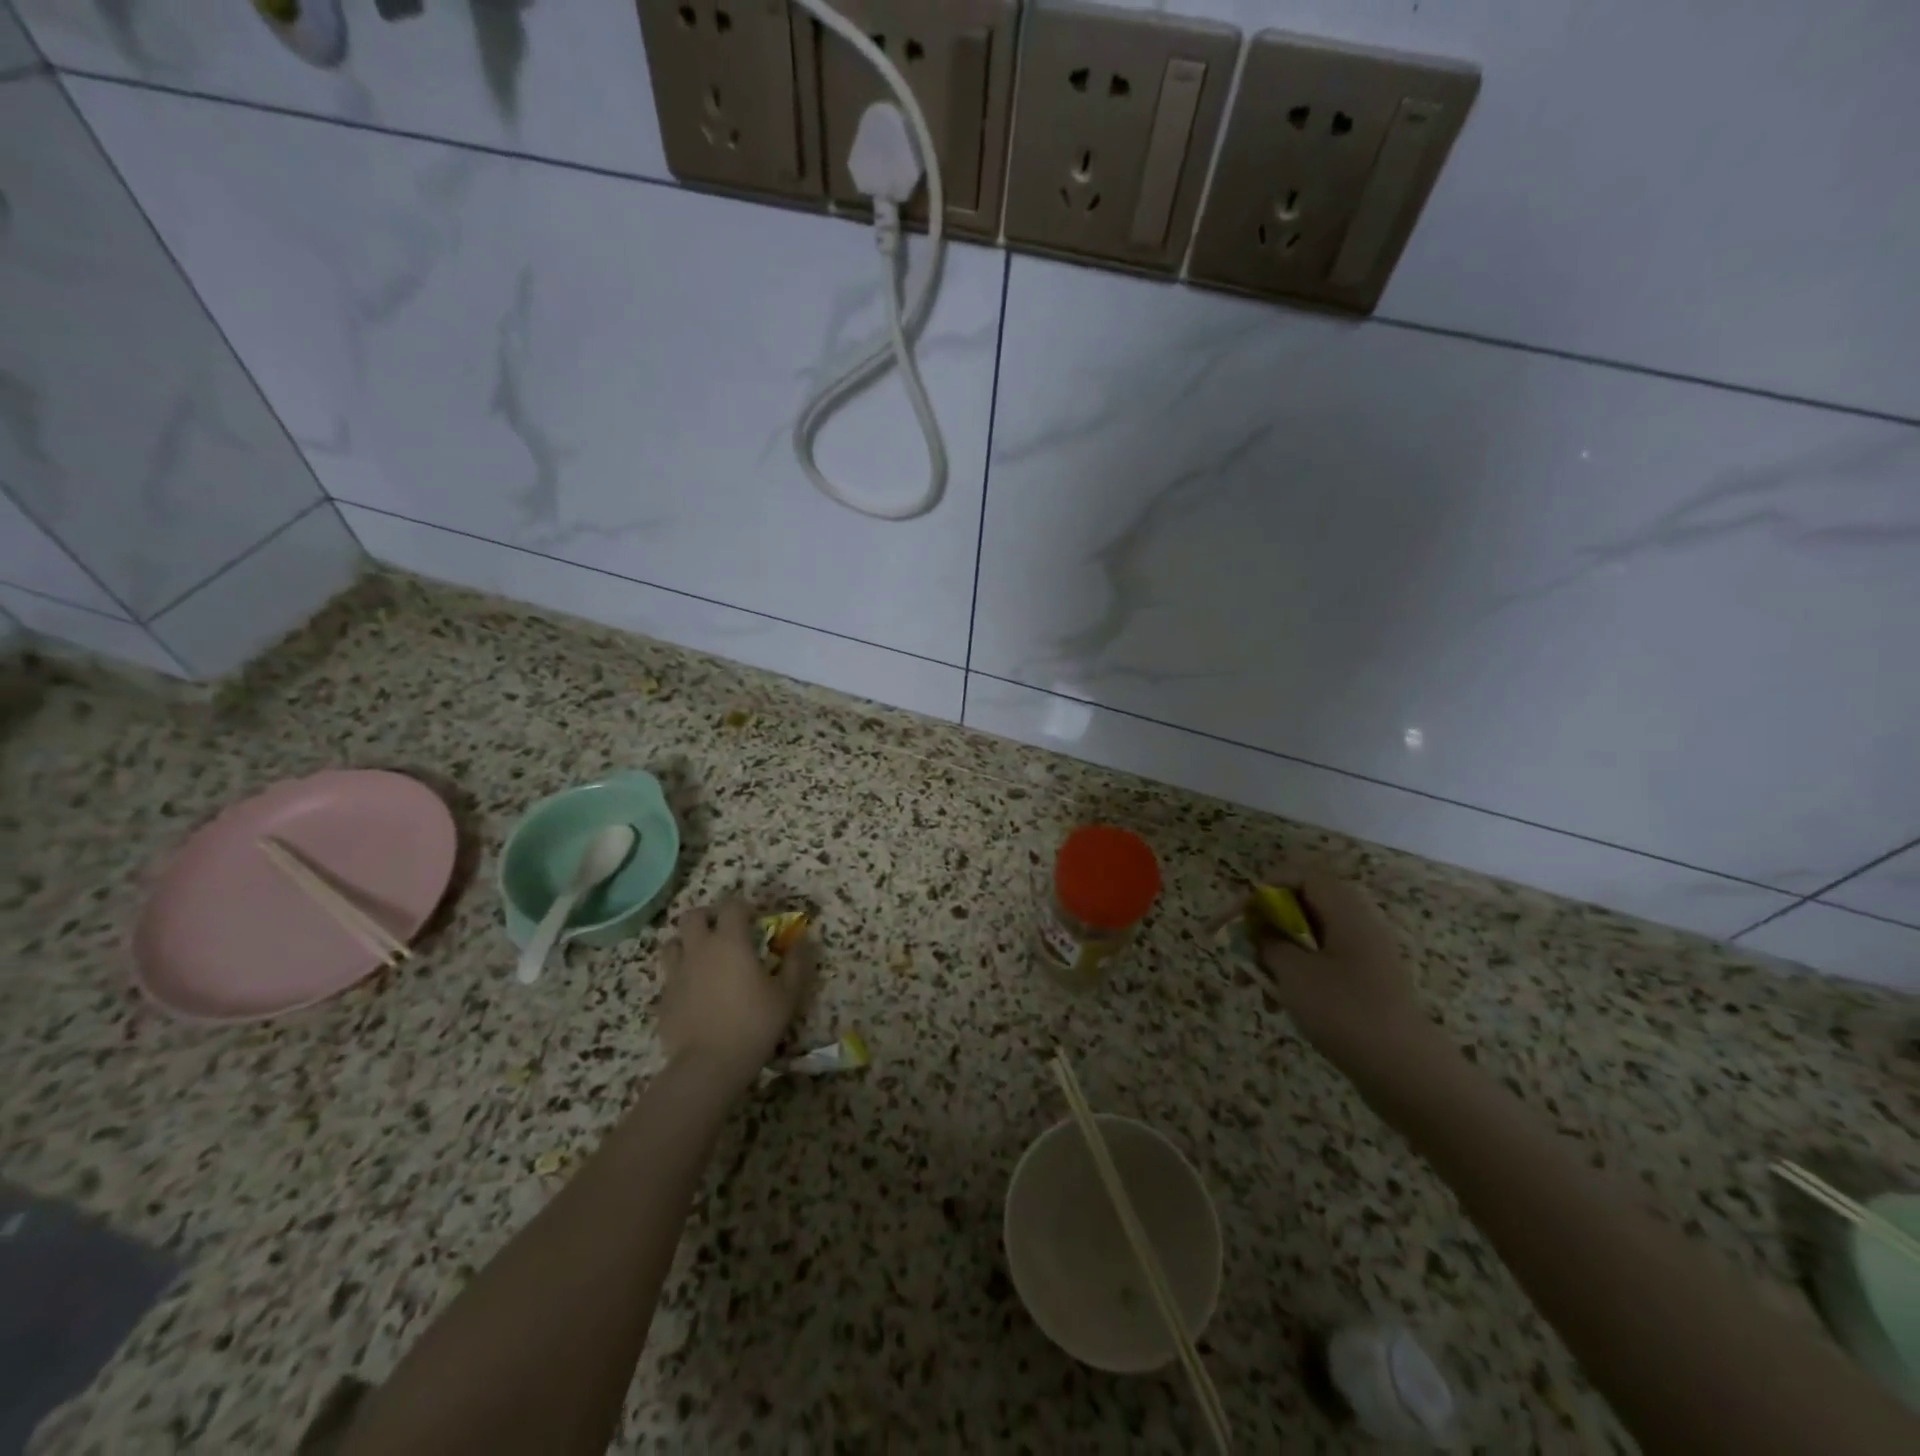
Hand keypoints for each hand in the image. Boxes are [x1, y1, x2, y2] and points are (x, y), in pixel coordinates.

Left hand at [658, 898, 815, 1086]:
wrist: (709, 1065)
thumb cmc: (754, 1023)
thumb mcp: (788, 994)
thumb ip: (796, 963)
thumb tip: (802, 941)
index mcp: (730, 941)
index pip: (732, 906)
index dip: (744, 907)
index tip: (755, 920)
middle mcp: (699, 949)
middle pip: (693, 916)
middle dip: (709, 917)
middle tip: (724, 932)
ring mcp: (677, 973)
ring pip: (672, 942)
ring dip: (687, 942)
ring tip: (703, 957)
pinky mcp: (664, 997)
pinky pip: (668, 974)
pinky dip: (680, 974)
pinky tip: (694, 990)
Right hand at [1256, 873, 1447, 1083]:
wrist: (1407, 1073)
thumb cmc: (1345, 1011)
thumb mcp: (1294, 972)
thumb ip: (1269, 943)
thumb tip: (1260, 931)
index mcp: (1345, 911)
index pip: (1301, 876)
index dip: (1265, 888)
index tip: (1239, 915)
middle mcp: (1356, 926)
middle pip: (1300, 908)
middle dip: (1263, 928)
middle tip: (1237, 952)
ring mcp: (1363, 958)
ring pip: (1306, 941)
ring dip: (1273, 957)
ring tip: (1251, 986)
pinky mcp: (1363, 986)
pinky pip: (1319, 967)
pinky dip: (1293, 978)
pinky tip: (1277, 1006)